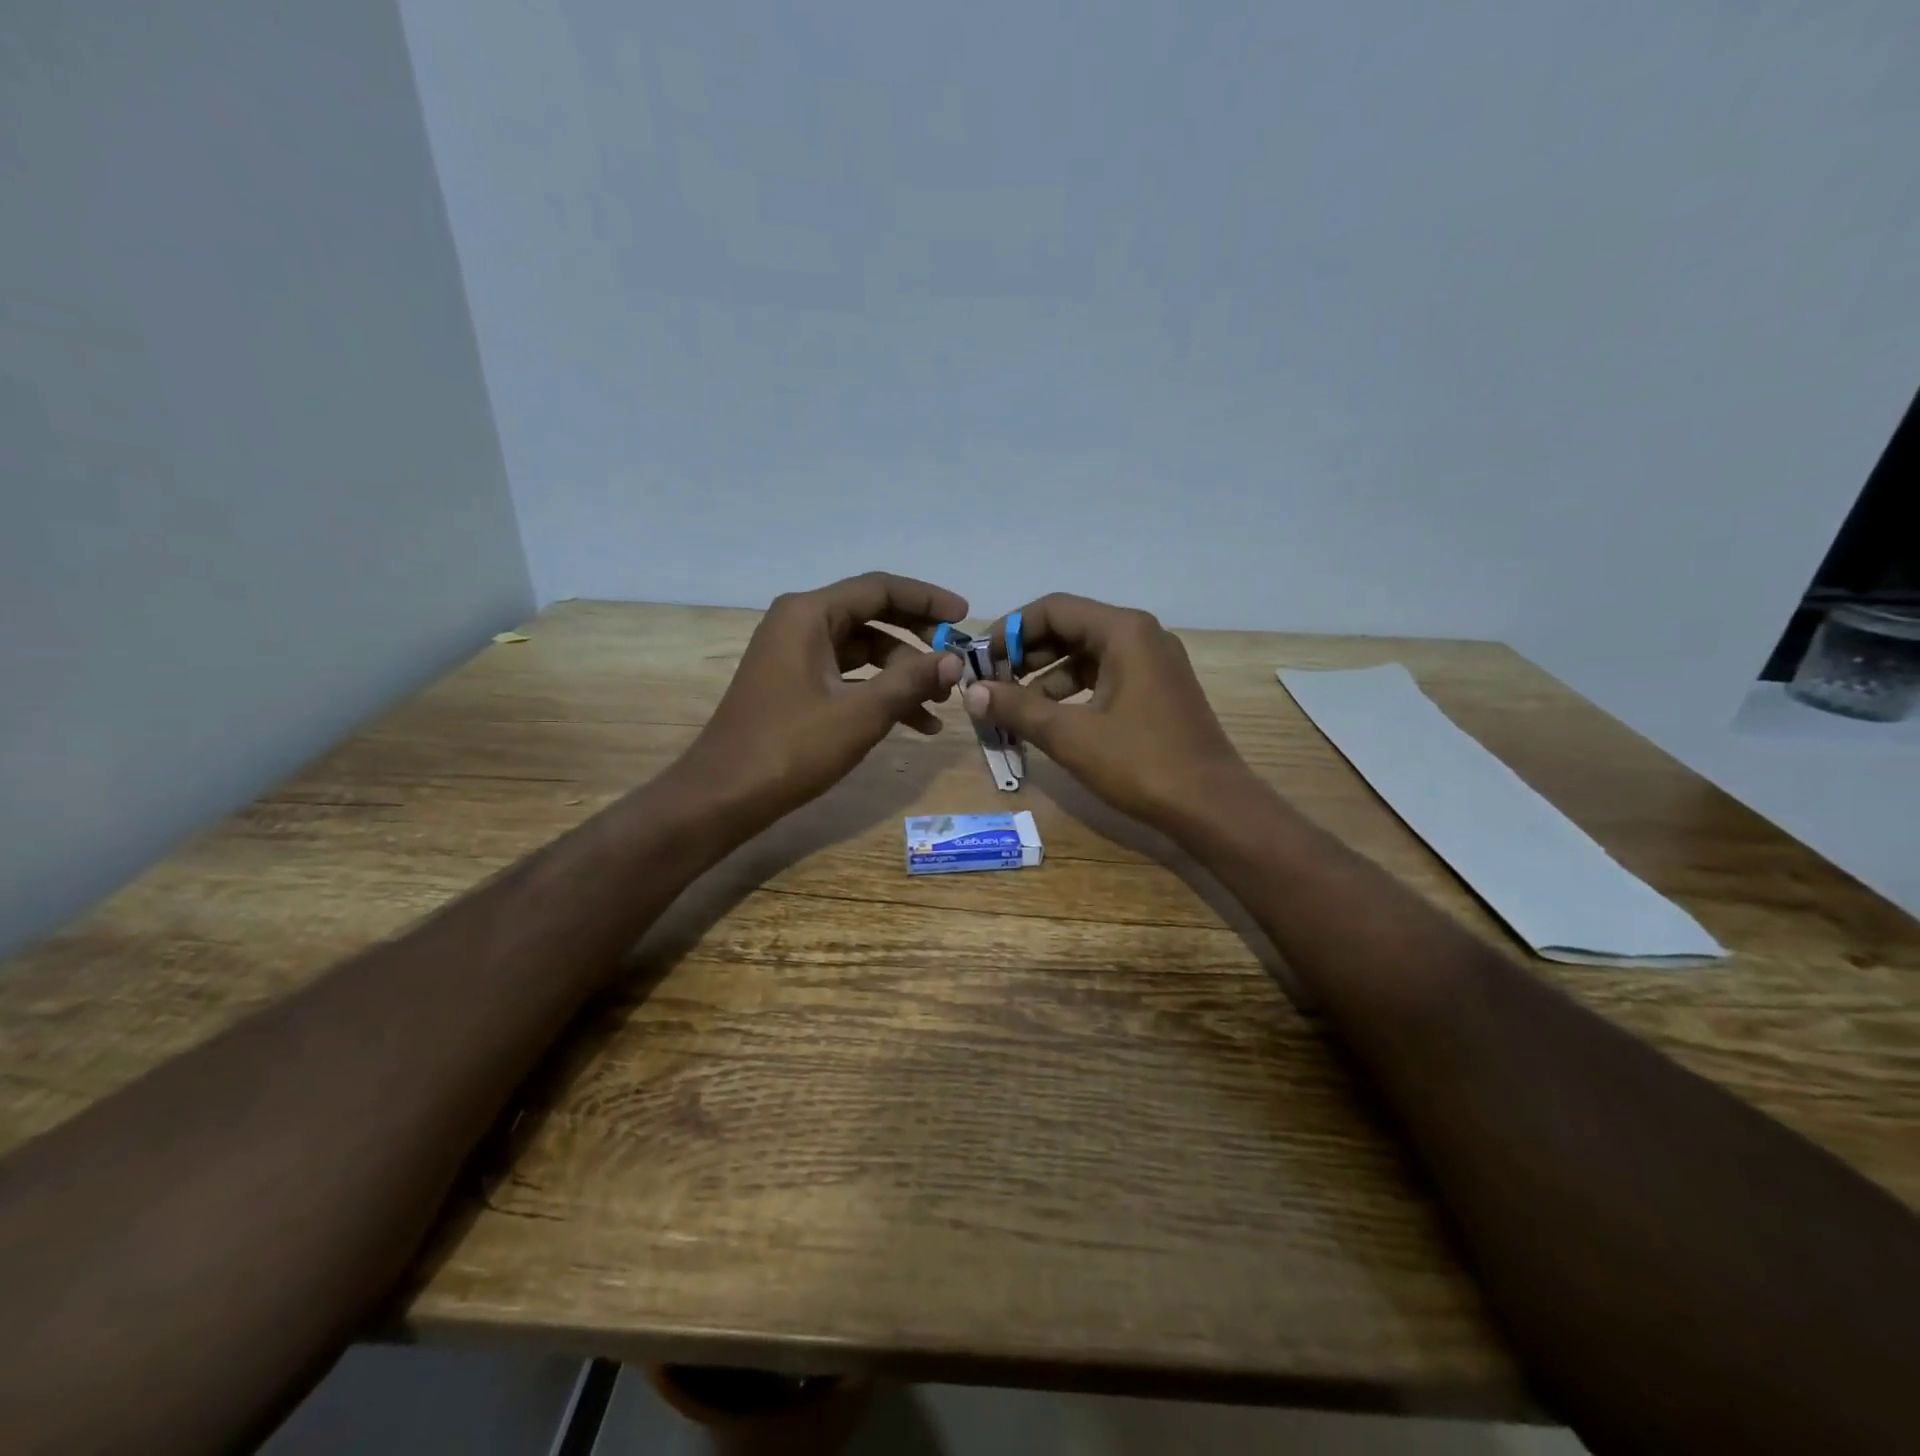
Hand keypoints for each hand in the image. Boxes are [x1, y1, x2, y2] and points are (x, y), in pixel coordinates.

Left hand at [678, 572, 965, 827]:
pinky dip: (879, 694)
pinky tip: (915, 724)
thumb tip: (954, 661)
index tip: (966, 618)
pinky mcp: (794, 685)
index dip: (927, 600)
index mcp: (809, 614)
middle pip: (873, 617)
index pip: (880, 589)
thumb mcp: (861, 713)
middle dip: (917, 644)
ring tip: (941, 705)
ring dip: (903, 675)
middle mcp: (800, 623)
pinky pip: (848, 677)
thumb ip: (911, 681)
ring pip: (864, 652)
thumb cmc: (791, 747)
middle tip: (955, 665)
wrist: (724, 795)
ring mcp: (794, 655)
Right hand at [965, 594, 1253, 833]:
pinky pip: (1104, 677)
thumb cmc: (1141, 763)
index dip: (1010, 631)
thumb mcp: (1070, 735)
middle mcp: (1141, 636)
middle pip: (1070, 628)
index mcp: (1124, 631)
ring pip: (1085, 655)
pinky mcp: (1156, 690)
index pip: (1053, 609)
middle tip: (992, 685)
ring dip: (1046, 677)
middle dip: (1026, 655)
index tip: (981, 661)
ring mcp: (1153, 663)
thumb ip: (1017, 708)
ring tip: (1014, 708)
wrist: (1211, 806)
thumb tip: (971, 692)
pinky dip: (1072, 693)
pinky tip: (1050, 720)